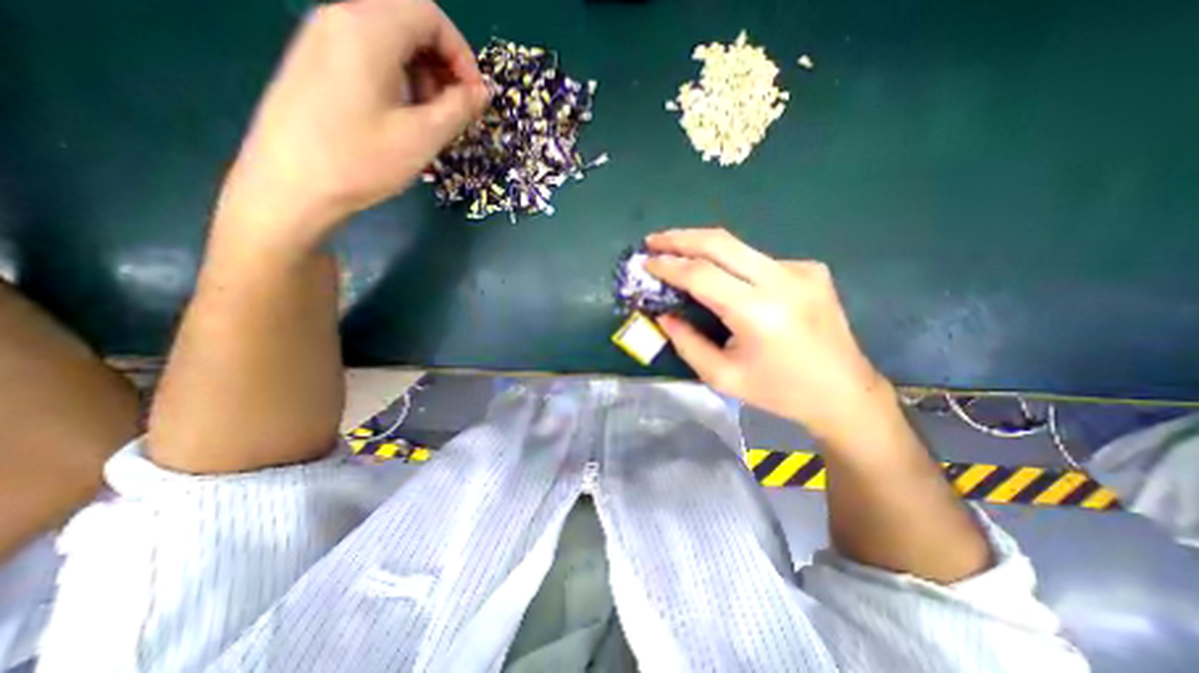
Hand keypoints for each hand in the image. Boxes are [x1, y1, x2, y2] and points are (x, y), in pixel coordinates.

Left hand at [213, 0, 487, 249]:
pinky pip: (368, 56)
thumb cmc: (361, 160)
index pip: (429, 14)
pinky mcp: (315, 63)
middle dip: (443, 66)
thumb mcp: (422, 137)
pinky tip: (401, 118)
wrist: (290, 186)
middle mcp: (340, 18)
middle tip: (454, 112)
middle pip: (408, 22)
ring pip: (389, 40)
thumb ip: (458, 108)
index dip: (462, 55)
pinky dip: (398, 80)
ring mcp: (322, 39)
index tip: (474, 98)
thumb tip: (482, 93)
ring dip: (422, 76)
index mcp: (367, 29)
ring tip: (429, 121)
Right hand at [647, 228, 887, 444]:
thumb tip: (663, 315)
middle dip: (681, 238)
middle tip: (653, 240)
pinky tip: (726, 280)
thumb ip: (687, 343)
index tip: (645, 261)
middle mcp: (782, 280)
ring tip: (678, 253)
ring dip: (703, 248)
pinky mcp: (811, 269)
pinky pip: (759, 261)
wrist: (844, 392)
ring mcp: (801, 269)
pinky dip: (733, 265)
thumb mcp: (722, 376)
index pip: (701, 274)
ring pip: (739, 247)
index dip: (668, 265)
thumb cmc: (779, 392)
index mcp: (758, 312)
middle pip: (720, 242)